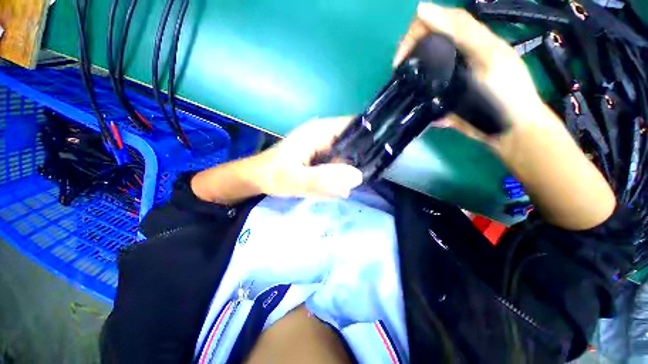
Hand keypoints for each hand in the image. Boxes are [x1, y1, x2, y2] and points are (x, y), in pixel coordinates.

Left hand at [252, 117, 362, 197]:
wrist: (257, 178)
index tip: (383, 153)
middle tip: (368, 175)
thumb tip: (358, 177)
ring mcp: (322, 144)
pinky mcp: (319, 154)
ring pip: (346, 152)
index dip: (371, 136)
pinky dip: (342, 171)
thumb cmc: (273, 175)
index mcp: (319, 131)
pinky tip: (341, 183)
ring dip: (352, 167)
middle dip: (362, 157)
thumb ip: (324, 179)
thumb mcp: (296, 179)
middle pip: (353, 140)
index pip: (354, 125)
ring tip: (354, 183)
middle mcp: (323, 133)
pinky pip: (337, 160)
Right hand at [393, 3, 558, 143]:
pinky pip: (428, 91)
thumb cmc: (505, 91)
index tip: (401, 56)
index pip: (438, 21)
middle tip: (399, 72)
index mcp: (469, 40)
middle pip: (429, 42)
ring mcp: (451, 77)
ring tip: (402, 83)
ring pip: (426, 67)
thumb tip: (423, 9)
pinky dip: (418, 92)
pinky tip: (411, 97)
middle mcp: (459, 55)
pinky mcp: (446, 96)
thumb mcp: (487, 55)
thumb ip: (461, 32)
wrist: (510, 128)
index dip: (416, 31)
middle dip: (410, 52)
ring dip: (411, 71)